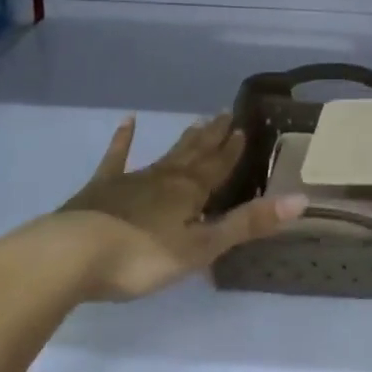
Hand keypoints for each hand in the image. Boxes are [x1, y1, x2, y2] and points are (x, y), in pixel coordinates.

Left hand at [13, 115, 305, 300]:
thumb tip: (300, 199)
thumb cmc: (142, 257)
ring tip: (197, 123)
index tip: (243, 127)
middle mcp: (165, 178)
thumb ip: (247, 224)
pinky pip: (116, 159)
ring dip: (183, 142)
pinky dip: (123, 141)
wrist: (71, 255)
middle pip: (194, 155)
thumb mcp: (201, 247)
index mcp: (190, 192)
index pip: (218, 166)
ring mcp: (131, 181)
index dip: (232, 150)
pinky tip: (127, 122)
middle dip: (212, 138)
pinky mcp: (100, 190)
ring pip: (165, 156)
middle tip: (224, 115)